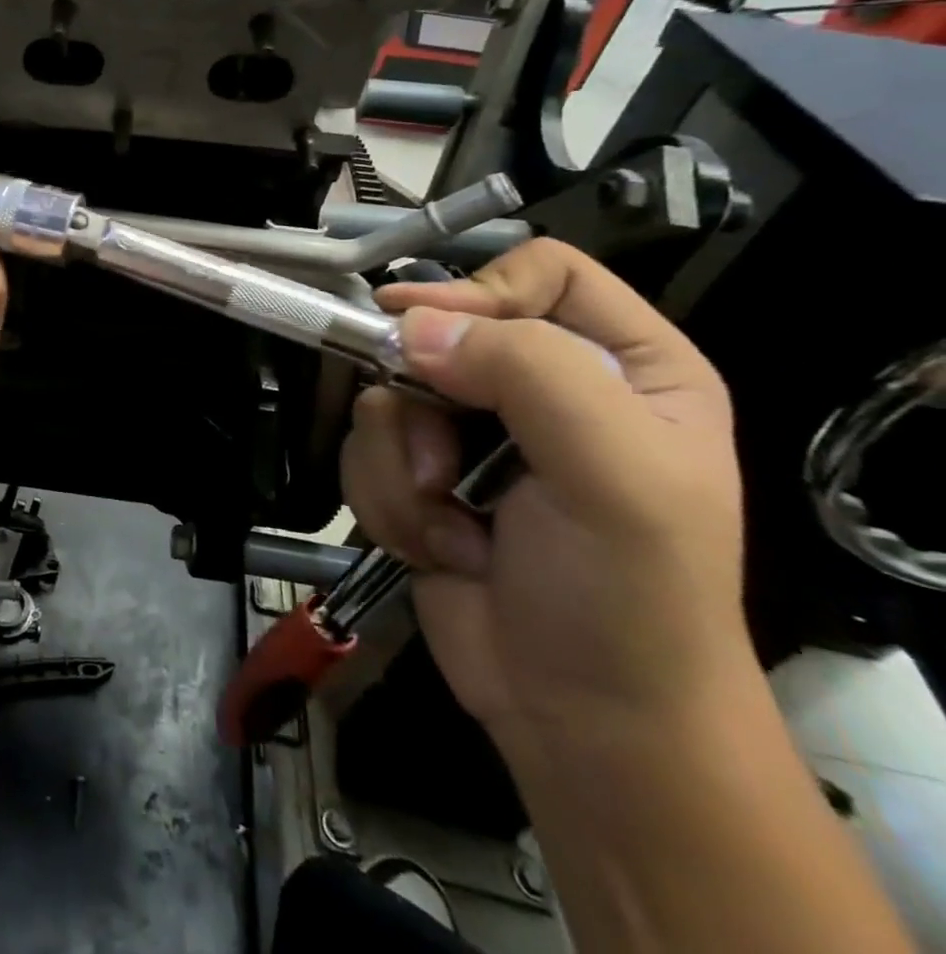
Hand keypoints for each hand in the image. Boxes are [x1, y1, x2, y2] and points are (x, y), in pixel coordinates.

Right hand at [339, 239, 750, 752]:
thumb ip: (527, 374)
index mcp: (623, 367)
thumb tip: (410, 327)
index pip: (537, 272)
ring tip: (453, 528)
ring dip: (401, 468)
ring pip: (385, 396)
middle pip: (436, 333)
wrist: (579, 720)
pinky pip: (365, 450)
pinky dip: (387, 500)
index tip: (425, 337)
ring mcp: (473, 434)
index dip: (479, 292)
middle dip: (421, 405)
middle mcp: (543, 389)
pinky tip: (438, 548)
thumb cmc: (626, 596)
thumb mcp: (613, 474)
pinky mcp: (421, 474)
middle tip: (441, 464)